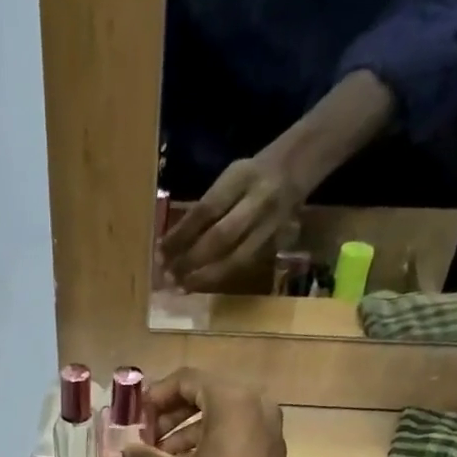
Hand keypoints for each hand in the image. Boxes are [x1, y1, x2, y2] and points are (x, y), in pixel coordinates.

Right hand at [106, 369, 300, 456]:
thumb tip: (110, 455)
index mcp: (233, 401)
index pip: (188, 380)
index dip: (157, 396)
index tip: (136, 417)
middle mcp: (256, 406)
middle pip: (205, 395)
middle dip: (171, 415)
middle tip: (145, 437)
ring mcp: (267, 430)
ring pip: (220, 417)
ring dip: (187, 432)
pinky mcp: (270, 453)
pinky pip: (235, 435)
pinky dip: (208, 443)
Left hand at [160, 156, 301, 292]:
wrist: (295, 169)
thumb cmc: (251, 175)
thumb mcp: (228, 177)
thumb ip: (205, 207)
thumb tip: (172, 244)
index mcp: (242, 177)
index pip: (206, 209)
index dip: (181, 234)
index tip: (160, 252)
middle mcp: (259, 202)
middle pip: (221, 238)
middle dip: (191, 260)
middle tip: (168, 276)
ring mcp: (270, 227)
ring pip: (235, 260)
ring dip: (204, 277)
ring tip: (181, 287)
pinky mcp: (275, 246)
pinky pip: (243, 267)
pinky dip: (219, 278)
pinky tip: (200, 285)